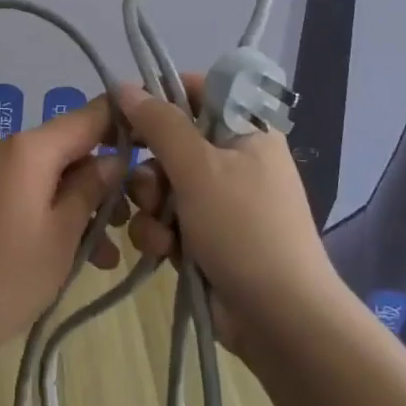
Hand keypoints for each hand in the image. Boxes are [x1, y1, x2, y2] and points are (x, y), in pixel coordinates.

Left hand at [0, 95, 125, 365]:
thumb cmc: (2, 278)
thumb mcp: (61, 236)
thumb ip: (90, 190)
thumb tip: (112, 159)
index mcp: (26, 148)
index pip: (87, 116)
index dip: (122, 122)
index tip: (154, 140)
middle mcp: (0, 147)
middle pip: (64, 150)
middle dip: (99, 183)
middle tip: (128, 226)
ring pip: (42, 176)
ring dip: (74, 206)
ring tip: (101, 257)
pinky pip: (17, 192)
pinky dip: (43, 213)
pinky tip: (62, 254)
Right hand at [117, 80, 336, 359]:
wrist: (280, 320)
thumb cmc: (244, 229)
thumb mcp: (199, 168)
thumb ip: (159, 123)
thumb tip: (124, 86)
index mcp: (245, 129)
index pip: (197, 91)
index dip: (160, 98)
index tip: (126, 114)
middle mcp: (233, 158)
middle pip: (171, 141)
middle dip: (151, 168)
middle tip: (147, 187)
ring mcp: (219, 199)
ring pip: (162, 183)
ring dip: (152, 207)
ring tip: (161, 231)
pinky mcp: (205, 235)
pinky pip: (167, 218)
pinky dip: (160, 233)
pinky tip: (164, 252)